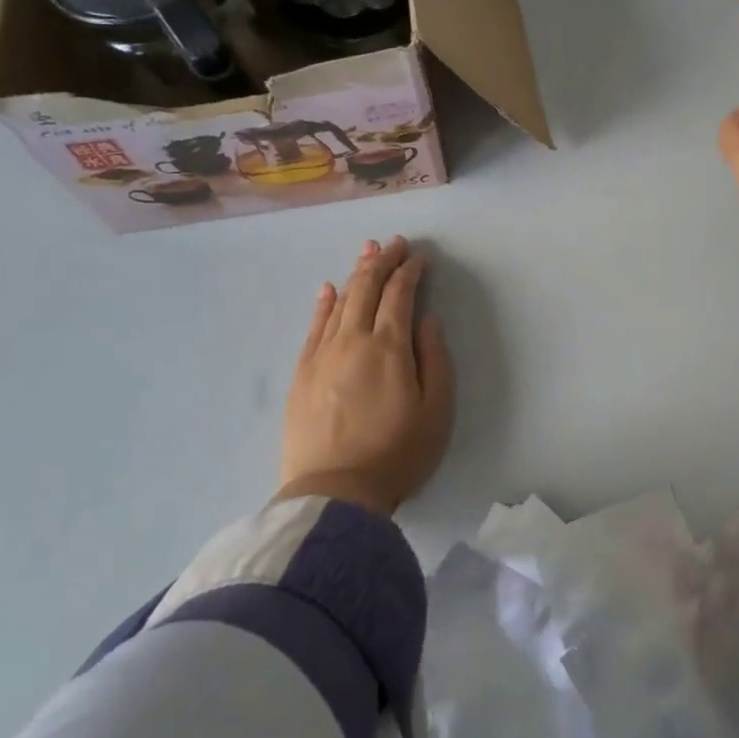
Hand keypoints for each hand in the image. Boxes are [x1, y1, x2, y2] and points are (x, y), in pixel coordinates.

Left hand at [275, 236, 453, 515]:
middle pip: (366, 288)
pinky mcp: (301, 374)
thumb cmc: (397, 453)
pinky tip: (328, 290)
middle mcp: (352, 340)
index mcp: (388, 346)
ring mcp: (321, 355)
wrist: (334, 494)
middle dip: (382, 261)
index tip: (420, 257)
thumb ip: (434, 358)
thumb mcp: (437, 409)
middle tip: (394, 243)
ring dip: (355, 274)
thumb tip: (427, 319)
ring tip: (367, 252)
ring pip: (339, 302)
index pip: (399, 294)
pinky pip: (313, 327)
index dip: (410, 271)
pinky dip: (324, 304)